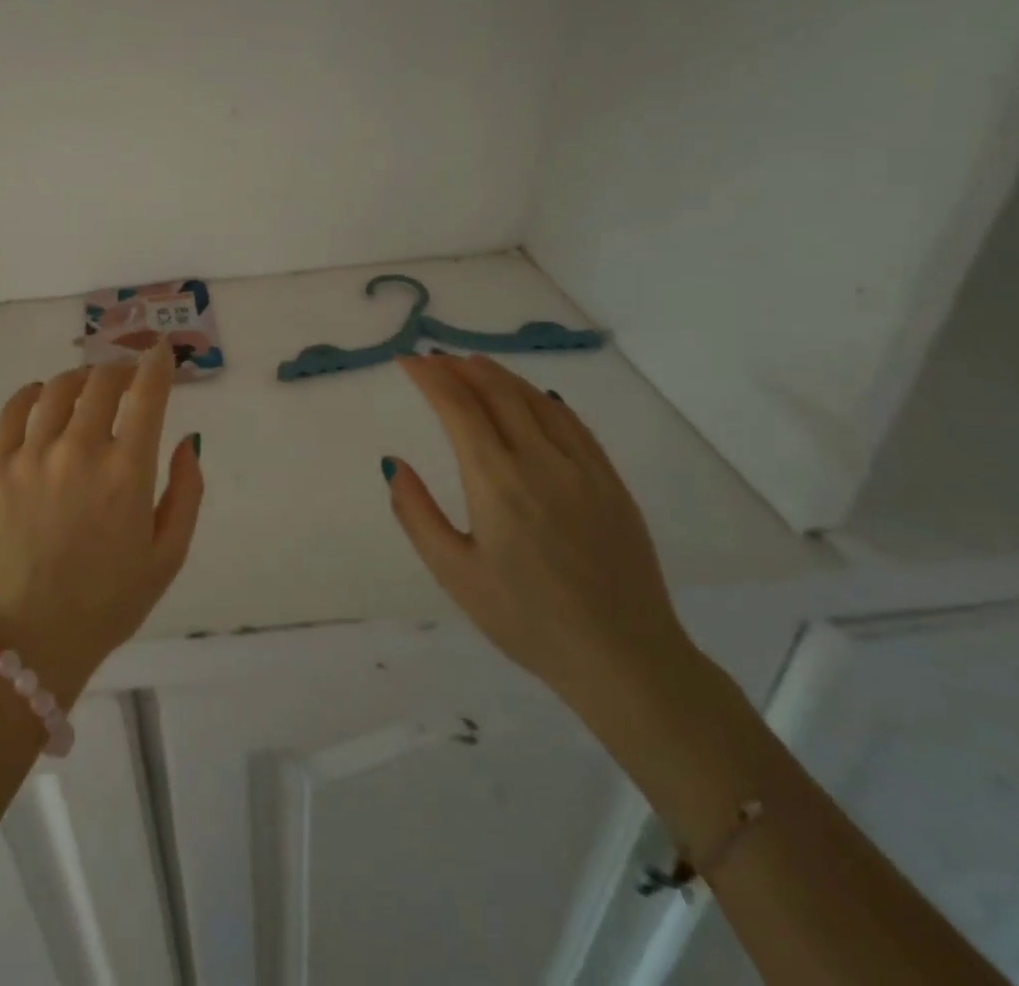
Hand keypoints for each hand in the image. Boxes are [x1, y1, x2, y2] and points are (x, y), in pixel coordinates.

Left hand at [0, 341, 204, 705]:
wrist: (29, 639)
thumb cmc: (108, 602)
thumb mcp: (168, 556)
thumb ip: (186, 491)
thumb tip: (188, 439)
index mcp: (126, 473)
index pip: (146, 394)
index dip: (157, 364)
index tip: (161, 352)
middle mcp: (79, 450)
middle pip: (102, 381)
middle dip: (122, 369)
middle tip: (128, 377)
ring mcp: (32, 455)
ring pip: (59, 387)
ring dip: (82, 377)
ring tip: (90, 386)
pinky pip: (14, 408)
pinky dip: (33, 392)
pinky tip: (44, 397)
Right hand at [383, 354, 692, 712]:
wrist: (624, 659)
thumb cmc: (526, 620)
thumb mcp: (454, 574)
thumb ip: (417, 514)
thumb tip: (394, 463)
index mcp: (497, 482)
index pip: (458, 408)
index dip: (431, 378)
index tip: (408, 361)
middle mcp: (541, 462)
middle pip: (498, 393)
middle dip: (460, 368)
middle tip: (434, 358)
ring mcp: (583, 470)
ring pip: (537, 401)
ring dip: (500, 376)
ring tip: (473, 365)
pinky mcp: (611, 483)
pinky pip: (574, 424)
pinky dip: (543, 398)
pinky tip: (533, 396)